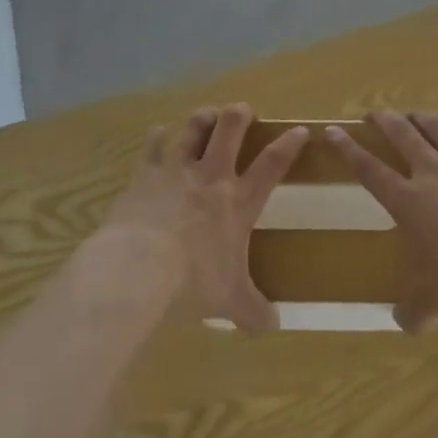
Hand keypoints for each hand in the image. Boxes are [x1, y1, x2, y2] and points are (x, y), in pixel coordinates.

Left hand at [103, 104, 306, 332]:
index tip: (300, 129)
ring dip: (202, 118)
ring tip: (207, 113)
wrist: (137, 266)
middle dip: (239, 115)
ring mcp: (176, 170)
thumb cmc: (191, 282)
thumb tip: (275, 327)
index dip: (288, 145)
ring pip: (193, 129)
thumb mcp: (229, 302)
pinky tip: (158, 132)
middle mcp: (210, 177)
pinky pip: (152, 145)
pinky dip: (156, 137)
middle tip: (242, 110)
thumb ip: (253, 310)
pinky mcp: (145, 173)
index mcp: (237, 203)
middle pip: (230, 130)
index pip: (272, 165)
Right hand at [329, 110, 437, 332]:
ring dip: (418, 118)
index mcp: (409, 200)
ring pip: (435, 127)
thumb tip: (402, 323)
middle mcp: (432, 172)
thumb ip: (416, 311)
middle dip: (383, 120)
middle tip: (373, 114)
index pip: (369, 169)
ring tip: (411, 115)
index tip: (332, 131)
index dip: (348, 149)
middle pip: (400, 134)